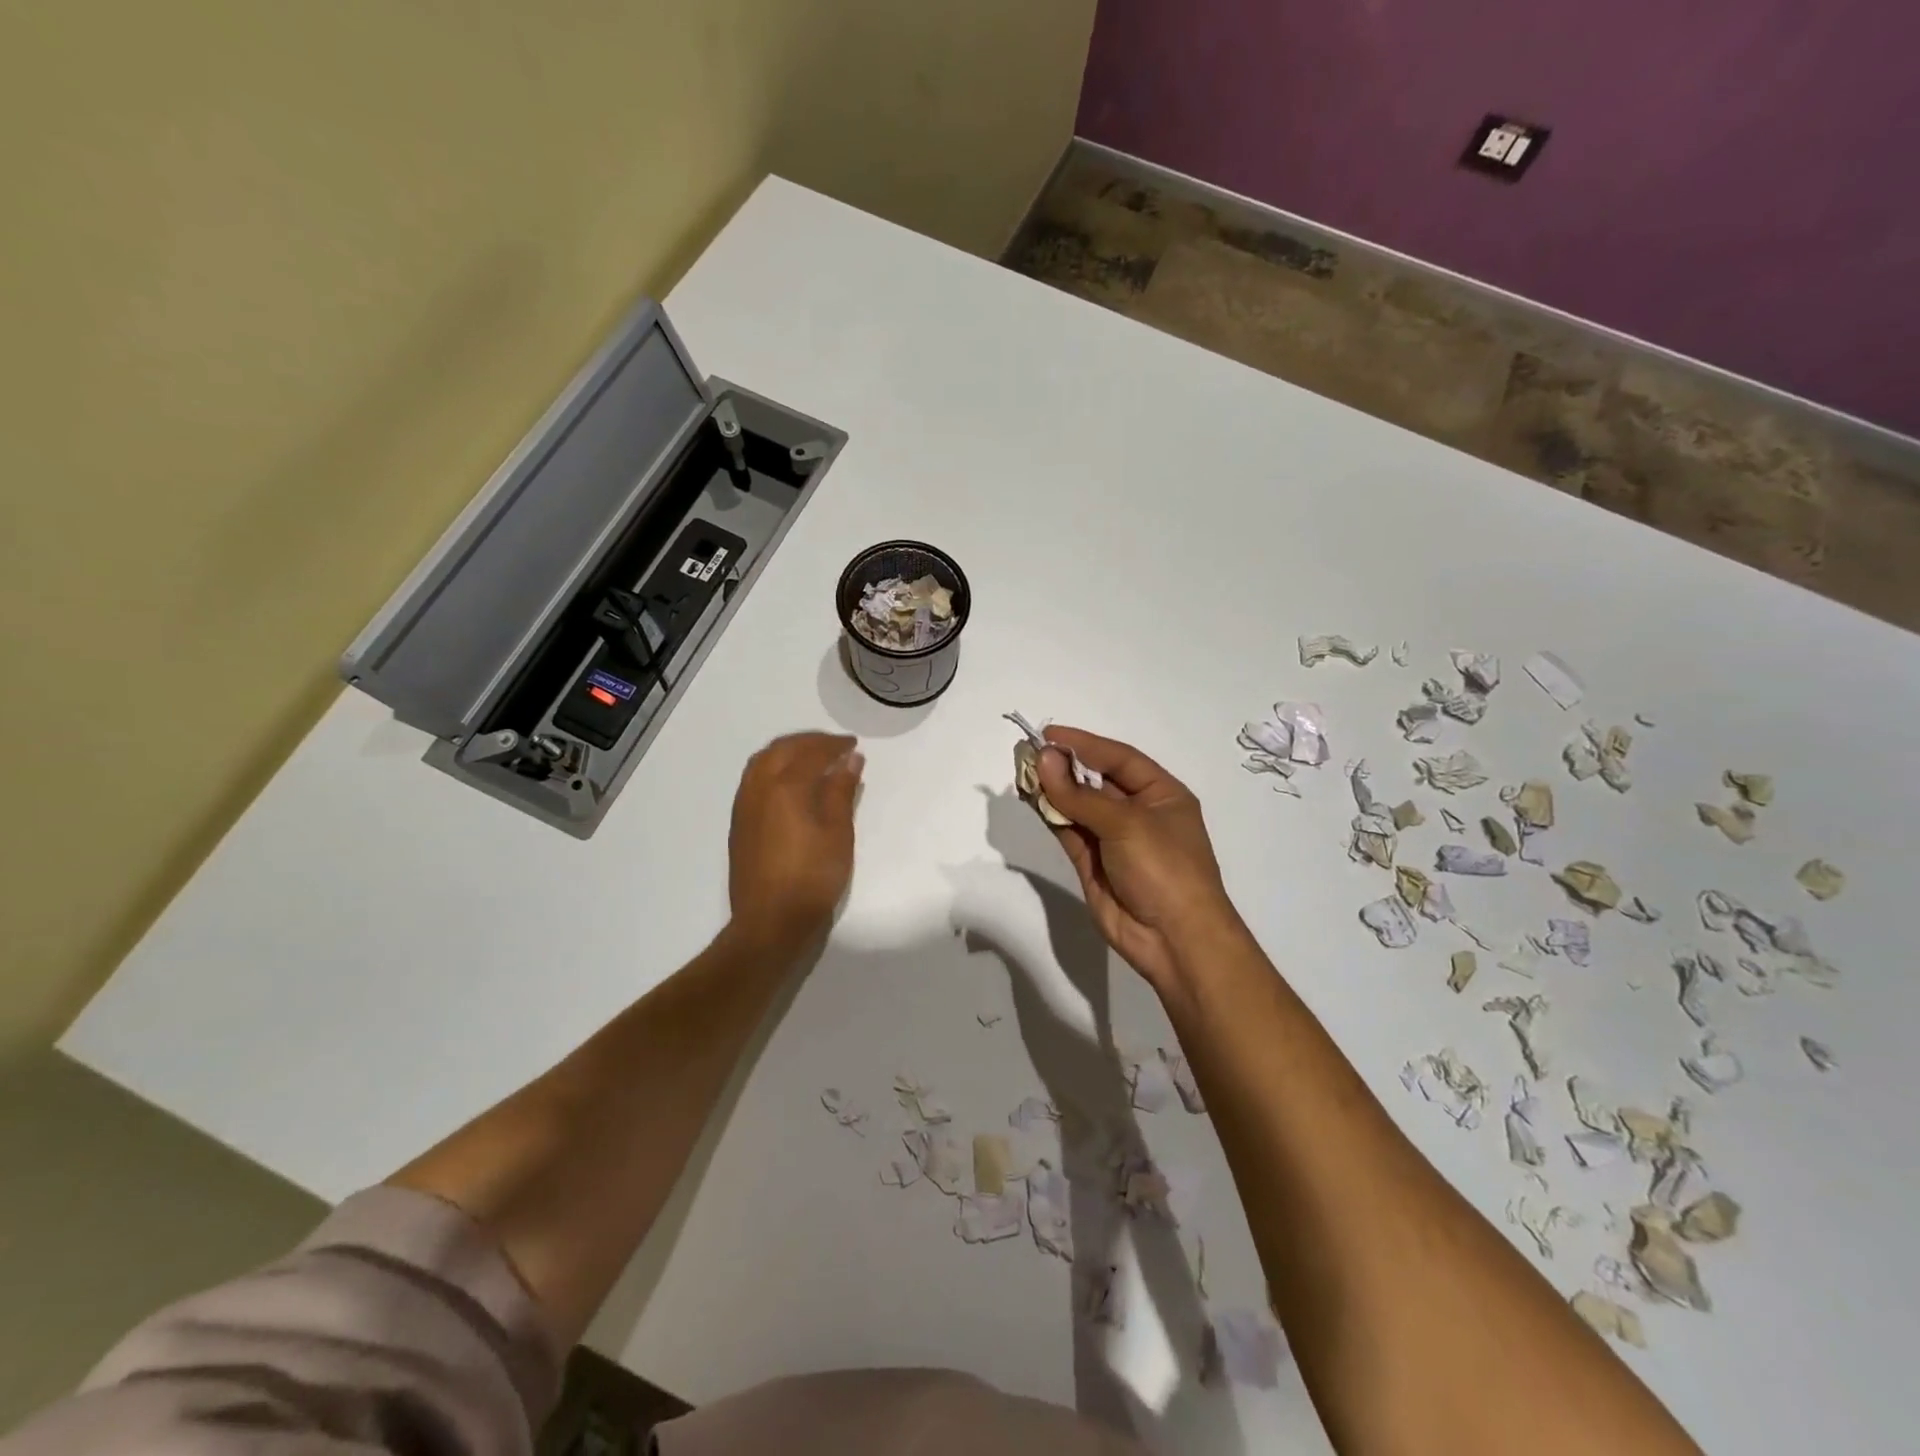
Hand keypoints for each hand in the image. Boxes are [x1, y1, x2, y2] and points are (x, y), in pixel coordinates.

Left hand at [727, 732, 863, 952]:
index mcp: (784, 786)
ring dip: (788, 752)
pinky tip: (790, 784)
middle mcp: (758, 788)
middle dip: (808, 742)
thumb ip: (841, 790)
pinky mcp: (739, 824)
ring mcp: (744, 806)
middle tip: (834, 746)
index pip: (811, 752)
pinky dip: (774, 768)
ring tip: (812, 759)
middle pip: (781, 749)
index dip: (834, 745)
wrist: (771, 921)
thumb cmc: (812, 877)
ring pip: (762, 762)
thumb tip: (850, 759)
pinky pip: (754, 779)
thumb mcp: (838, 832)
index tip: (853, 744)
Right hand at [1036, 726, 1241, 991]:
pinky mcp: (1093, 863)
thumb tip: (1044, 758)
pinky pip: (1068, 831)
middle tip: (1028, 753)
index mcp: (1161, 795)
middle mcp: (1138, 813)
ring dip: (1052, 790)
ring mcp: (1114, 840)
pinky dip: (1050, 815)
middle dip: (1064, 766)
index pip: (1119, 758)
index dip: (1084, 743)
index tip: (1049, 734)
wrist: (1174, 940)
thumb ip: (1080, 794)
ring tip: (1022, 772)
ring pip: (1077, 806)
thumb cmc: (1164, 869)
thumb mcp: (1126, 824)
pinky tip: (1031, 799)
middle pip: (1096, 780)